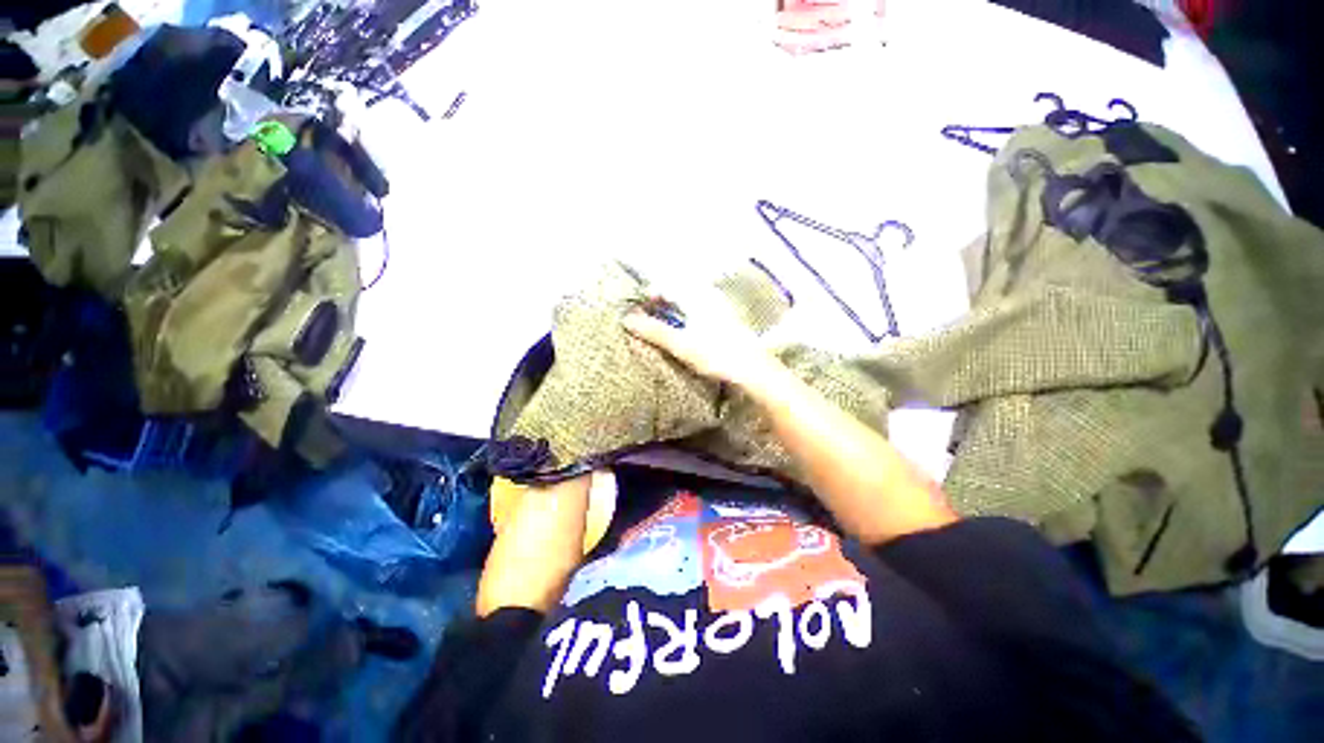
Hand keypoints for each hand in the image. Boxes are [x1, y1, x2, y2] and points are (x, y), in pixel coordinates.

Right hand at [621, 297, 780, 390]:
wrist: (754, 371)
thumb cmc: (717, 355)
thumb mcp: (681, 344)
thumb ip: (654, 331)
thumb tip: (627, 320)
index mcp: (698, 297)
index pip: (666, 286)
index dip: (648, 295)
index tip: (636, 310)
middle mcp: (709, 297)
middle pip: (677, 293)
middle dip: (658, 304)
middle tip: (645, 320)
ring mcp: (719, 310)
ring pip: (687, 304)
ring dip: (671, 313)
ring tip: (660, 330)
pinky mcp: (725, 323)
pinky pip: (697, 313)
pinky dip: (684, 320)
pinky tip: (682, 335)